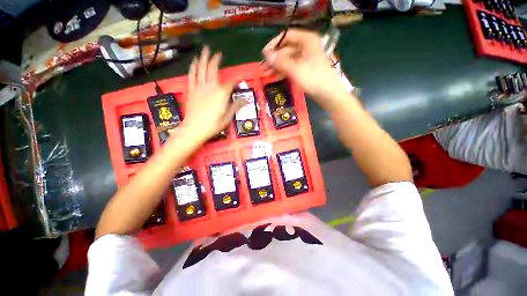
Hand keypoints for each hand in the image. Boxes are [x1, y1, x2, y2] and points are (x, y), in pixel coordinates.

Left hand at [182, 46, 244, 141]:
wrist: (194, 129)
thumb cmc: (213, 124)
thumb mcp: (228, 117)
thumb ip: (236, 106)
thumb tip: (246, 100)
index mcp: (222, 93)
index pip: (231, 83)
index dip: (235, 82)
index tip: (238, 83)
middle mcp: (211, 86)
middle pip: (213, 69)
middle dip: (216, 60)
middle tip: (218, 53)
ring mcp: (199, 86)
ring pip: (201, 68)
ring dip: (204, 58)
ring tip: (205, 49)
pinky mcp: (191, 90)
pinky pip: (192, 75)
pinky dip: (193, 67)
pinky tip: (194, 62)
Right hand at [262, 29, 346, 109]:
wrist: (327, 94)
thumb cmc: (312, 79)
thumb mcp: (294, 69)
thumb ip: (280, 61)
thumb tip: (266, 55)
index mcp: (307, 40)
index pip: (287, 36)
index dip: (274, 44)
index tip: (264, 54)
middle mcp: (306, 47)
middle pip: (286, 50)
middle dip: (274, 59)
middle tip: (263, 68)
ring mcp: (306, 59)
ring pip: (288, 60)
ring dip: (277, 67)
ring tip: (266, 74)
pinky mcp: (305, 69)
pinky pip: (292, 67)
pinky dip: (283, 72)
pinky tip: (274, 78)